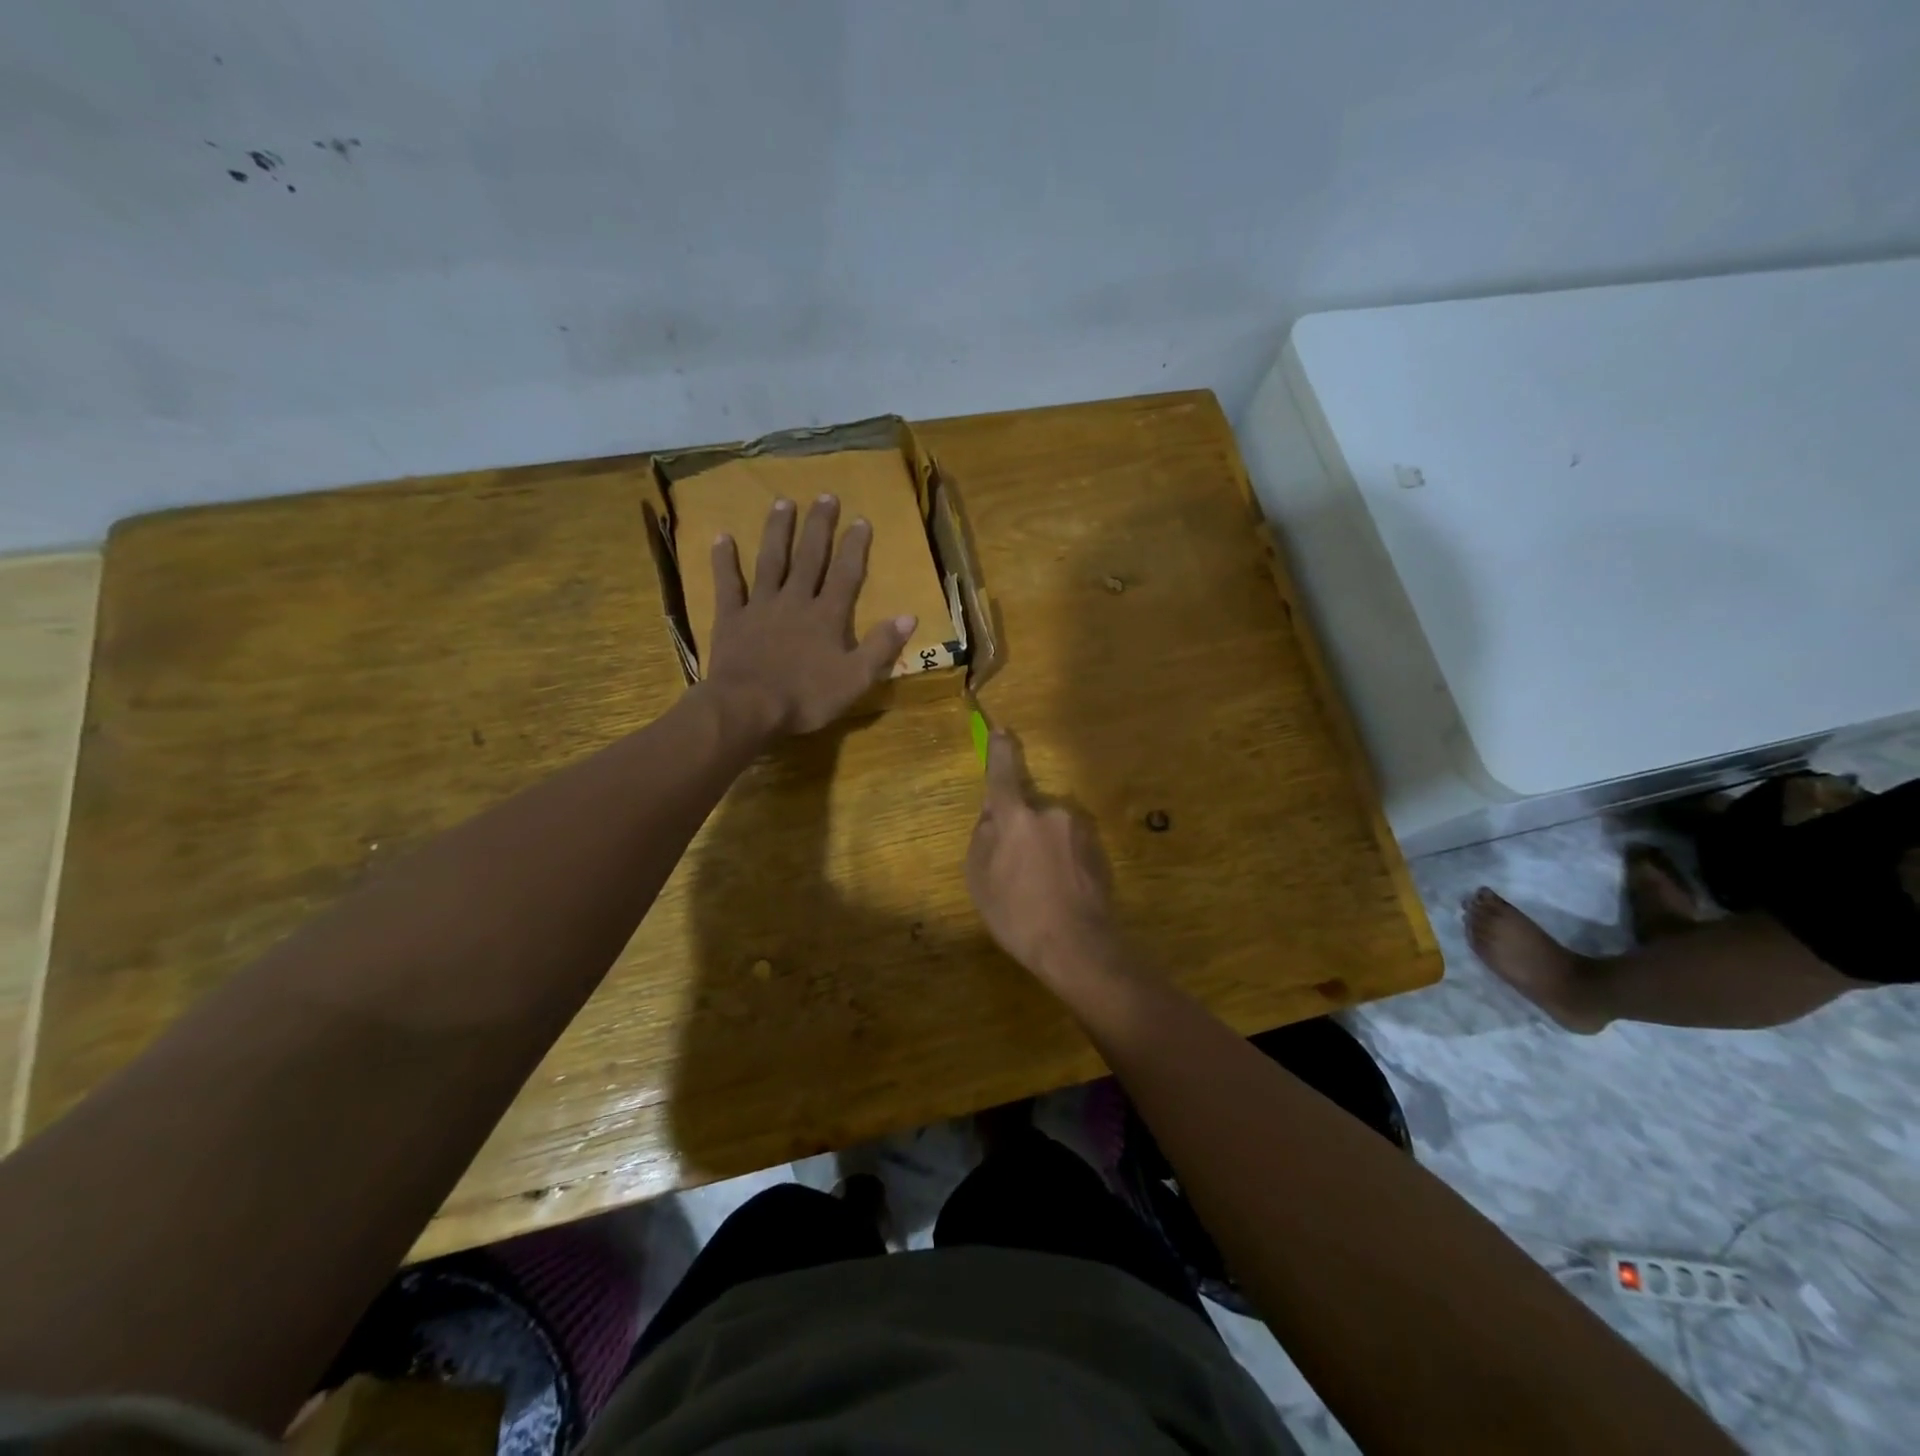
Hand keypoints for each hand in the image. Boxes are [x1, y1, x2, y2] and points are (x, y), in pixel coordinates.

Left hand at [702, 495, 916, 736]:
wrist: (749, 708)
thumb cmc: (806, 698)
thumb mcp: (856, 679)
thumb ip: (881, 646)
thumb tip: (909, 615)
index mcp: (827, 617)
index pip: (846, 575)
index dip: (855, 547)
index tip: (861, 520)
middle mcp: (796, 601)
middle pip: (809, 558)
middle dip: (819, 527)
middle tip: (825, 496)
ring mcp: (761, 606)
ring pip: (771, 561)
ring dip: (777, 531)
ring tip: (782, 502)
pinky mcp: (731, 618)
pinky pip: (728, 584)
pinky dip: (724, 560)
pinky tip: (722, 537)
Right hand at [966, 730, 1123, 988]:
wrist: (1079, 947)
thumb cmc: (1018, 914)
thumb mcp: (980, 879)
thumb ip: (984, 837)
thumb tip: (993, 816)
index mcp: (1017, 816)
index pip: (1004, 773)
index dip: (1000, 751)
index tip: (1001, 731)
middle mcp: (1052, 812)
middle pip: (1028, 809)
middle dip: (1020, 828)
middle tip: (1014, 870)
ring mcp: (1081, 830)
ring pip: (1051, 828)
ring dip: (1043, 846)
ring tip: (1040, 889)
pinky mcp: (1100, 849)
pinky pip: (1070, 845)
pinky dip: (1062, 860)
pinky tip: (1060, 892)